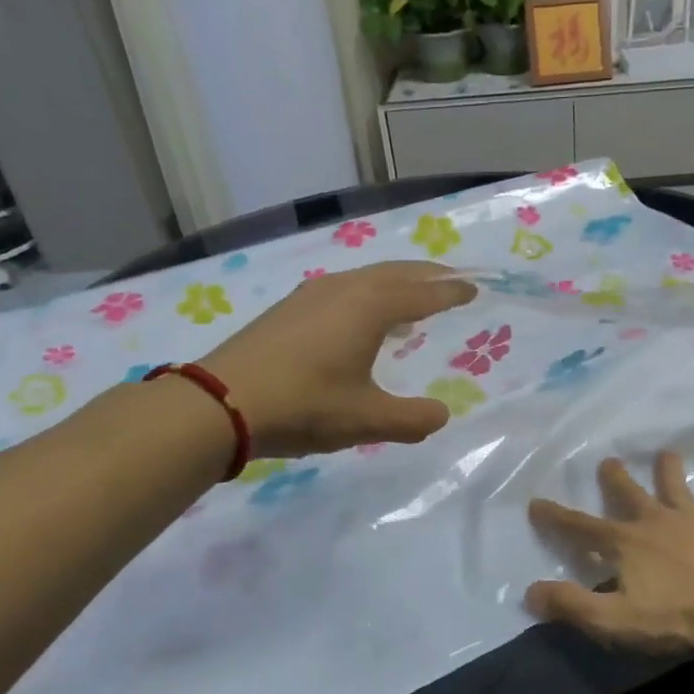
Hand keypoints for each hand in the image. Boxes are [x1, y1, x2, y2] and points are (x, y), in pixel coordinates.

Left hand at [202, 261, 475, 457]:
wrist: (219, 403)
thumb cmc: (304, 405)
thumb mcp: (366, 420)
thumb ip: (412, 419)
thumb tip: (441, 415)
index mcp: (369, 307)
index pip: (422, 293)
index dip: (450, 292)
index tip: (474, 288)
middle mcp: (343, 289)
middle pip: (395, 273)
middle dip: (427, 275)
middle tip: (451, 280)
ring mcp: (310, 295)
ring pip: (365, 278)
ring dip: (394, 284)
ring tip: (411, 301)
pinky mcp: (288, 309)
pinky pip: (342, 290)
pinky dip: (367, 296)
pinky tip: (360, 321)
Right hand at [525, 452, 693, 654]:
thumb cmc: (676, 616)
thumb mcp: (614, 619)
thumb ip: (572, 605)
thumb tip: (531, 591)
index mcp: (625, 544)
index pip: (581, 528)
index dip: (556, 518)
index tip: (536, 502)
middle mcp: (656, 524)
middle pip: (630, 495)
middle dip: (615, 479)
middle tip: (608, 461)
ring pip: (679, 491)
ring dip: (671, 473)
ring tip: (667, 453)